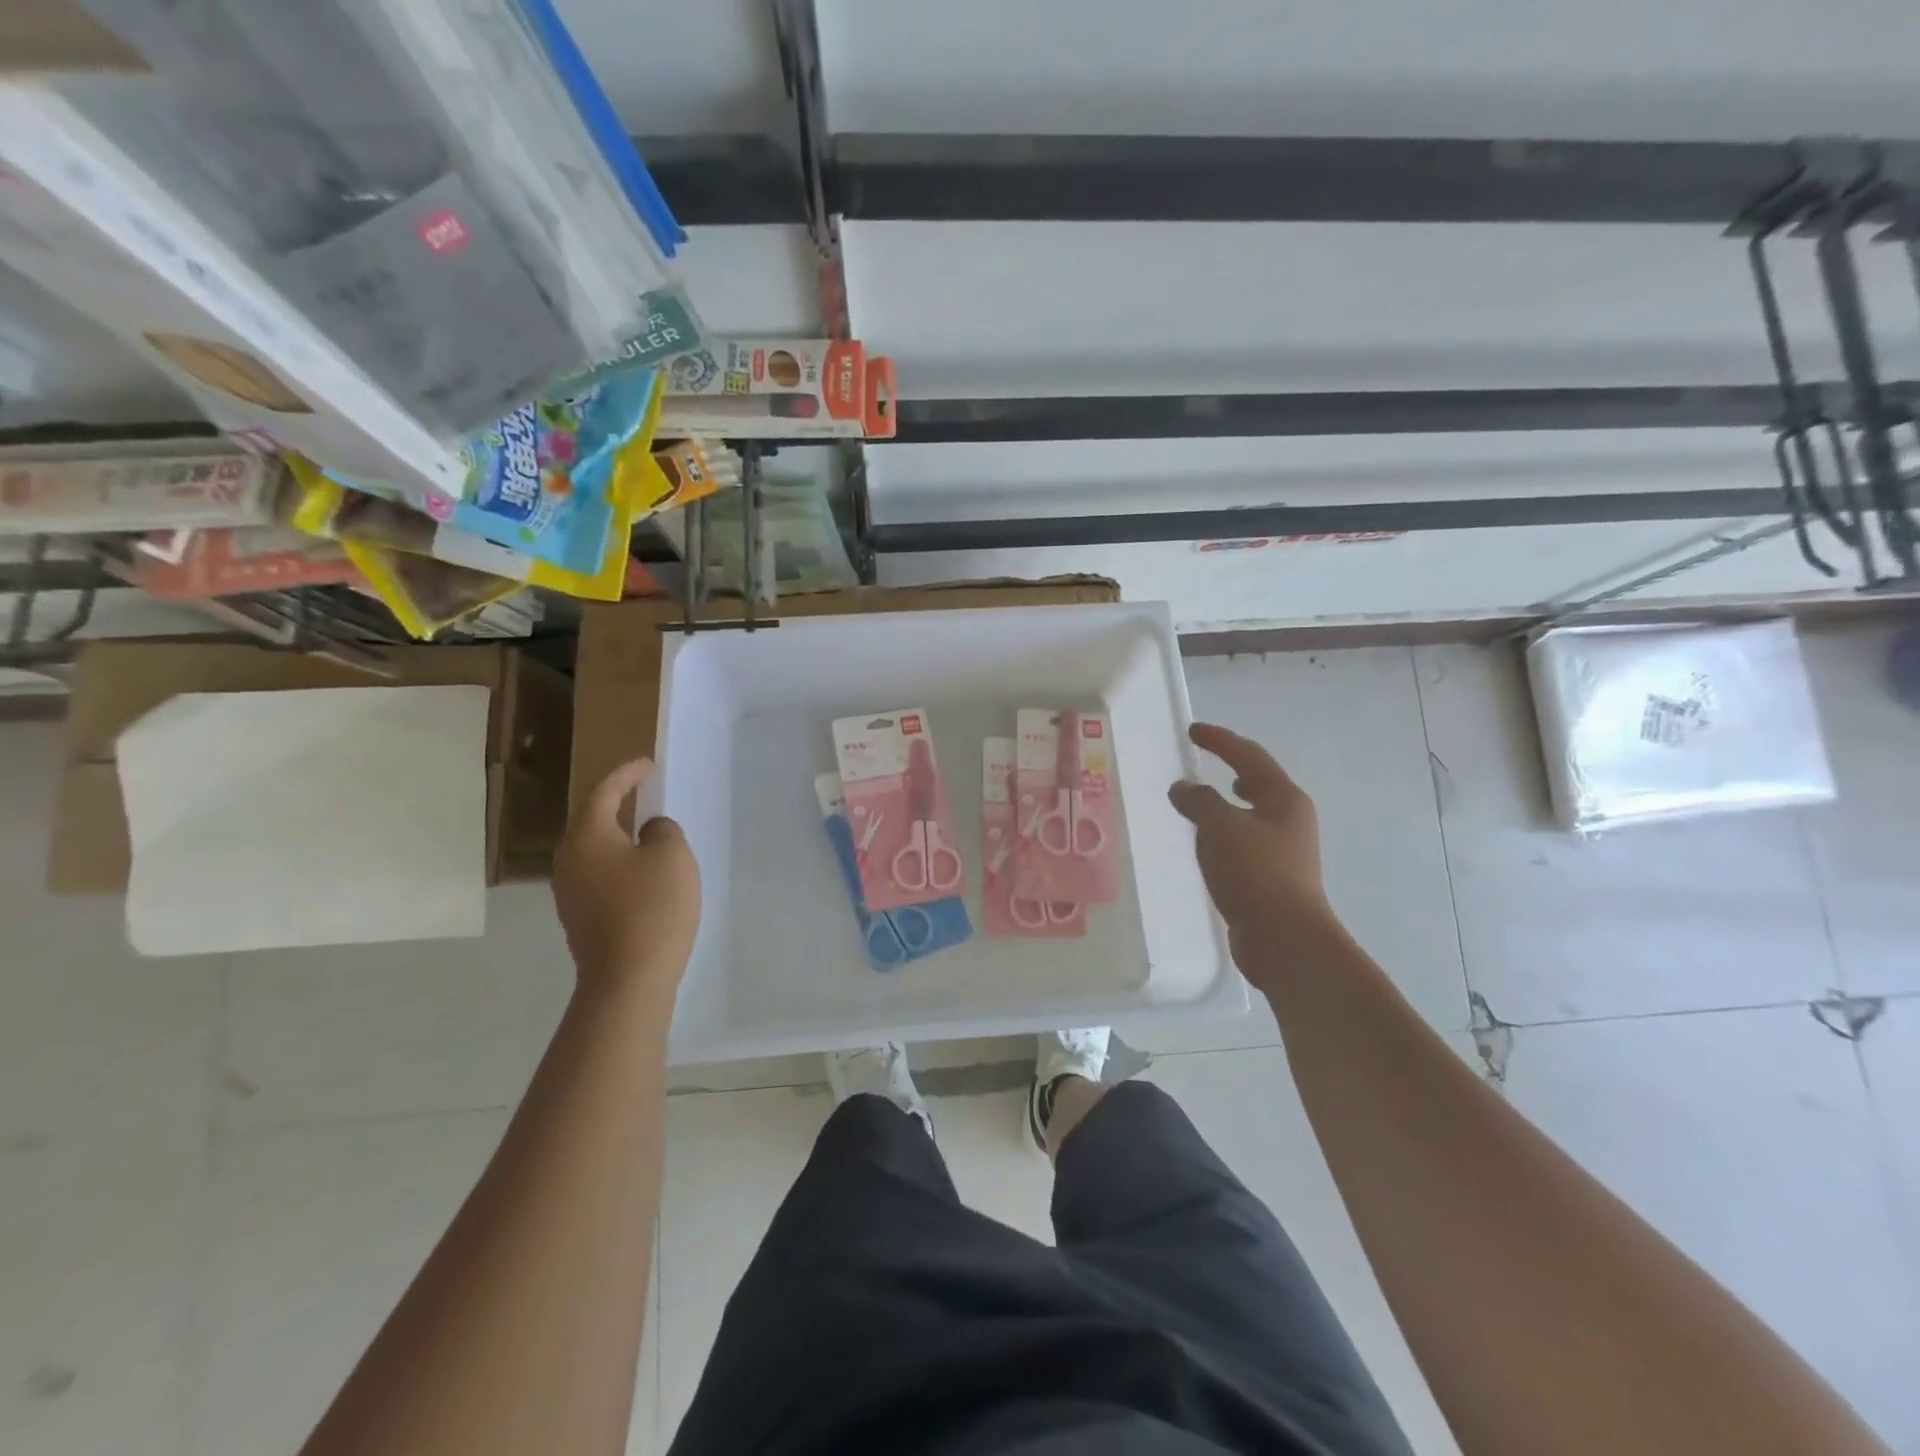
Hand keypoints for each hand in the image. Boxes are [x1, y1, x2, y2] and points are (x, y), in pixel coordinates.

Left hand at [552, 758, 699, 1002]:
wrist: (627, 980)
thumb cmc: (651, 908)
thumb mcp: (671, 857)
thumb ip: (662, 831)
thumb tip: (649, 832)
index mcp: (586, 837)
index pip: (603, 792)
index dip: (627, 774)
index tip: (648, 764)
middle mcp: (568, 860)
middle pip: (592, 820)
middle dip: (618, 803)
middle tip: (645, 793)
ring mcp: (569, 893)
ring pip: (595, 850)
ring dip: (619, 836)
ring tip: (648, 832)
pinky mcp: (580, 918)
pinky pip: (600, 875)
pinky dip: (620, 864)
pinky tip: (643, 874)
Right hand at [1168, 722, 1331, 950]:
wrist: (1283, 938)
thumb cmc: (1254, 872)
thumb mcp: (1219, 826)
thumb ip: (1198, 800)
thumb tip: (1184, 788)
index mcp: (1284, 798)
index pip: (1249, 756)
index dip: (1220, 740)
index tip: (1193, 731)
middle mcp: (1290, 819)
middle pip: (1260, 781)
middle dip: (1233, 767)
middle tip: (1205, 758)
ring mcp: (1285, 850)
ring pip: (1253, 813)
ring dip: (1229, 802)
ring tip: (1206, 799)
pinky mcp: (1273, 877)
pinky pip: (1245, 840)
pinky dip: (1226, 831)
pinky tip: (1209, 843)